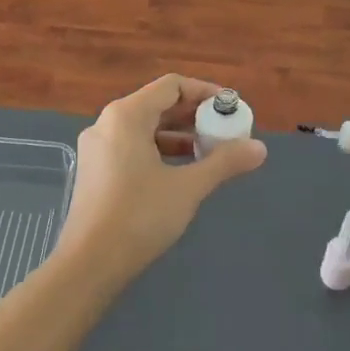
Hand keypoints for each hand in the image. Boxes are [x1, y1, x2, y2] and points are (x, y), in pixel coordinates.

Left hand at [52, 74, 267, 282]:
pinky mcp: (94, 171)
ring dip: (178, 135)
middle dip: (193, 116)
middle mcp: (106, 123)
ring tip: (209, 152)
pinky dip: (159, 151)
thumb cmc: (140, 216)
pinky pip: (131, 147)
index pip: (171, 86)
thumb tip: (260, 148)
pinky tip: (181, 172)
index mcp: (126, 116)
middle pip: (157, 105)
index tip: (230, 109)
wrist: (89, 263)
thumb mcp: (188, 187)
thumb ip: (224, 162)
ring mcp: (96, 148)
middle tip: (225, 132)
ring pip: (144, 129)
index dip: (204, 92)